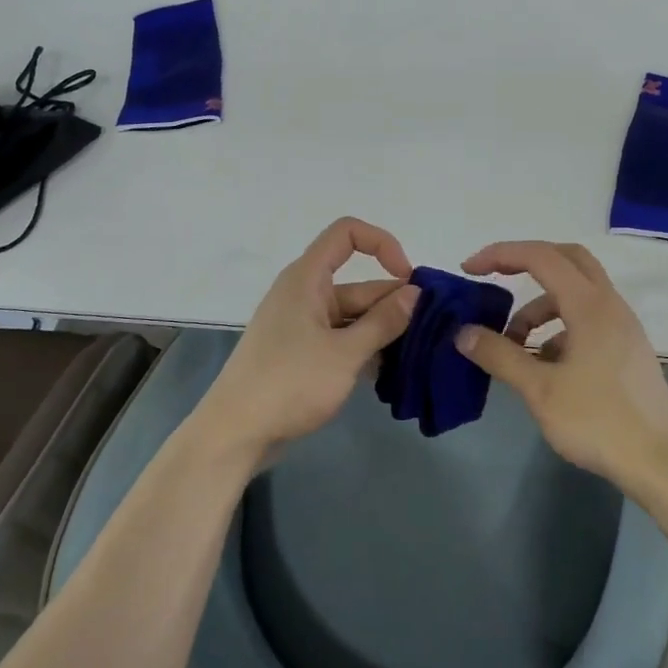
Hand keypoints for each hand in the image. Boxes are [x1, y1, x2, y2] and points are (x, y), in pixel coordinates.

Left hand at [192, 218, 419, 466]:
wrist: (235, 433)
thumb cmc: (289, 383)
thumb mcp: (345, 353)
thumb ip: (383, 322)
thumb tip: (415, 293)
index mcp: (307, 279)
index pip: (347, 234)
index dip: (382, 244)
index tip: (408, 279)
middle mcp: (304, 294)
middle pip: (358, 284)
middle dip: (394, 303)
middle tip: (432, 331)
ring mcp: (302, 326)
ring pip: (353, 316)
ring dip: (383, 331)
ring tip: (419, 355)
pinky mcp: (301, 354)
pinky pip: (341, 339)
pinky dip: (364, 350)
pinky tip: (390, 372)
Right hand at [455, 241, 667, 493]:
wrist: (660, 463)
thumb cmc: (598, 421)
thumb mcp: (540, 390)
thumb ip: (500, 355)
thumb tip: (463, 333)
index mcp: (590, 305)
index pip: (541, 257)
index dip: (501, 255)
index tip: (470, 270)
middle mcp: (610, 305)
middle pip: (566, 260)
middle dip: (525, 263)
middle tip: (493, 280)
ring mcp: (622, 326)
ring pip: (576, 294)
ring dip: (540, 307)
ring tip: (514, 344)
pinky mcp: (626, 348)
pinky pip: (586, 319)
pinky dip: (558, 328)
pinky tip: (544, 365)